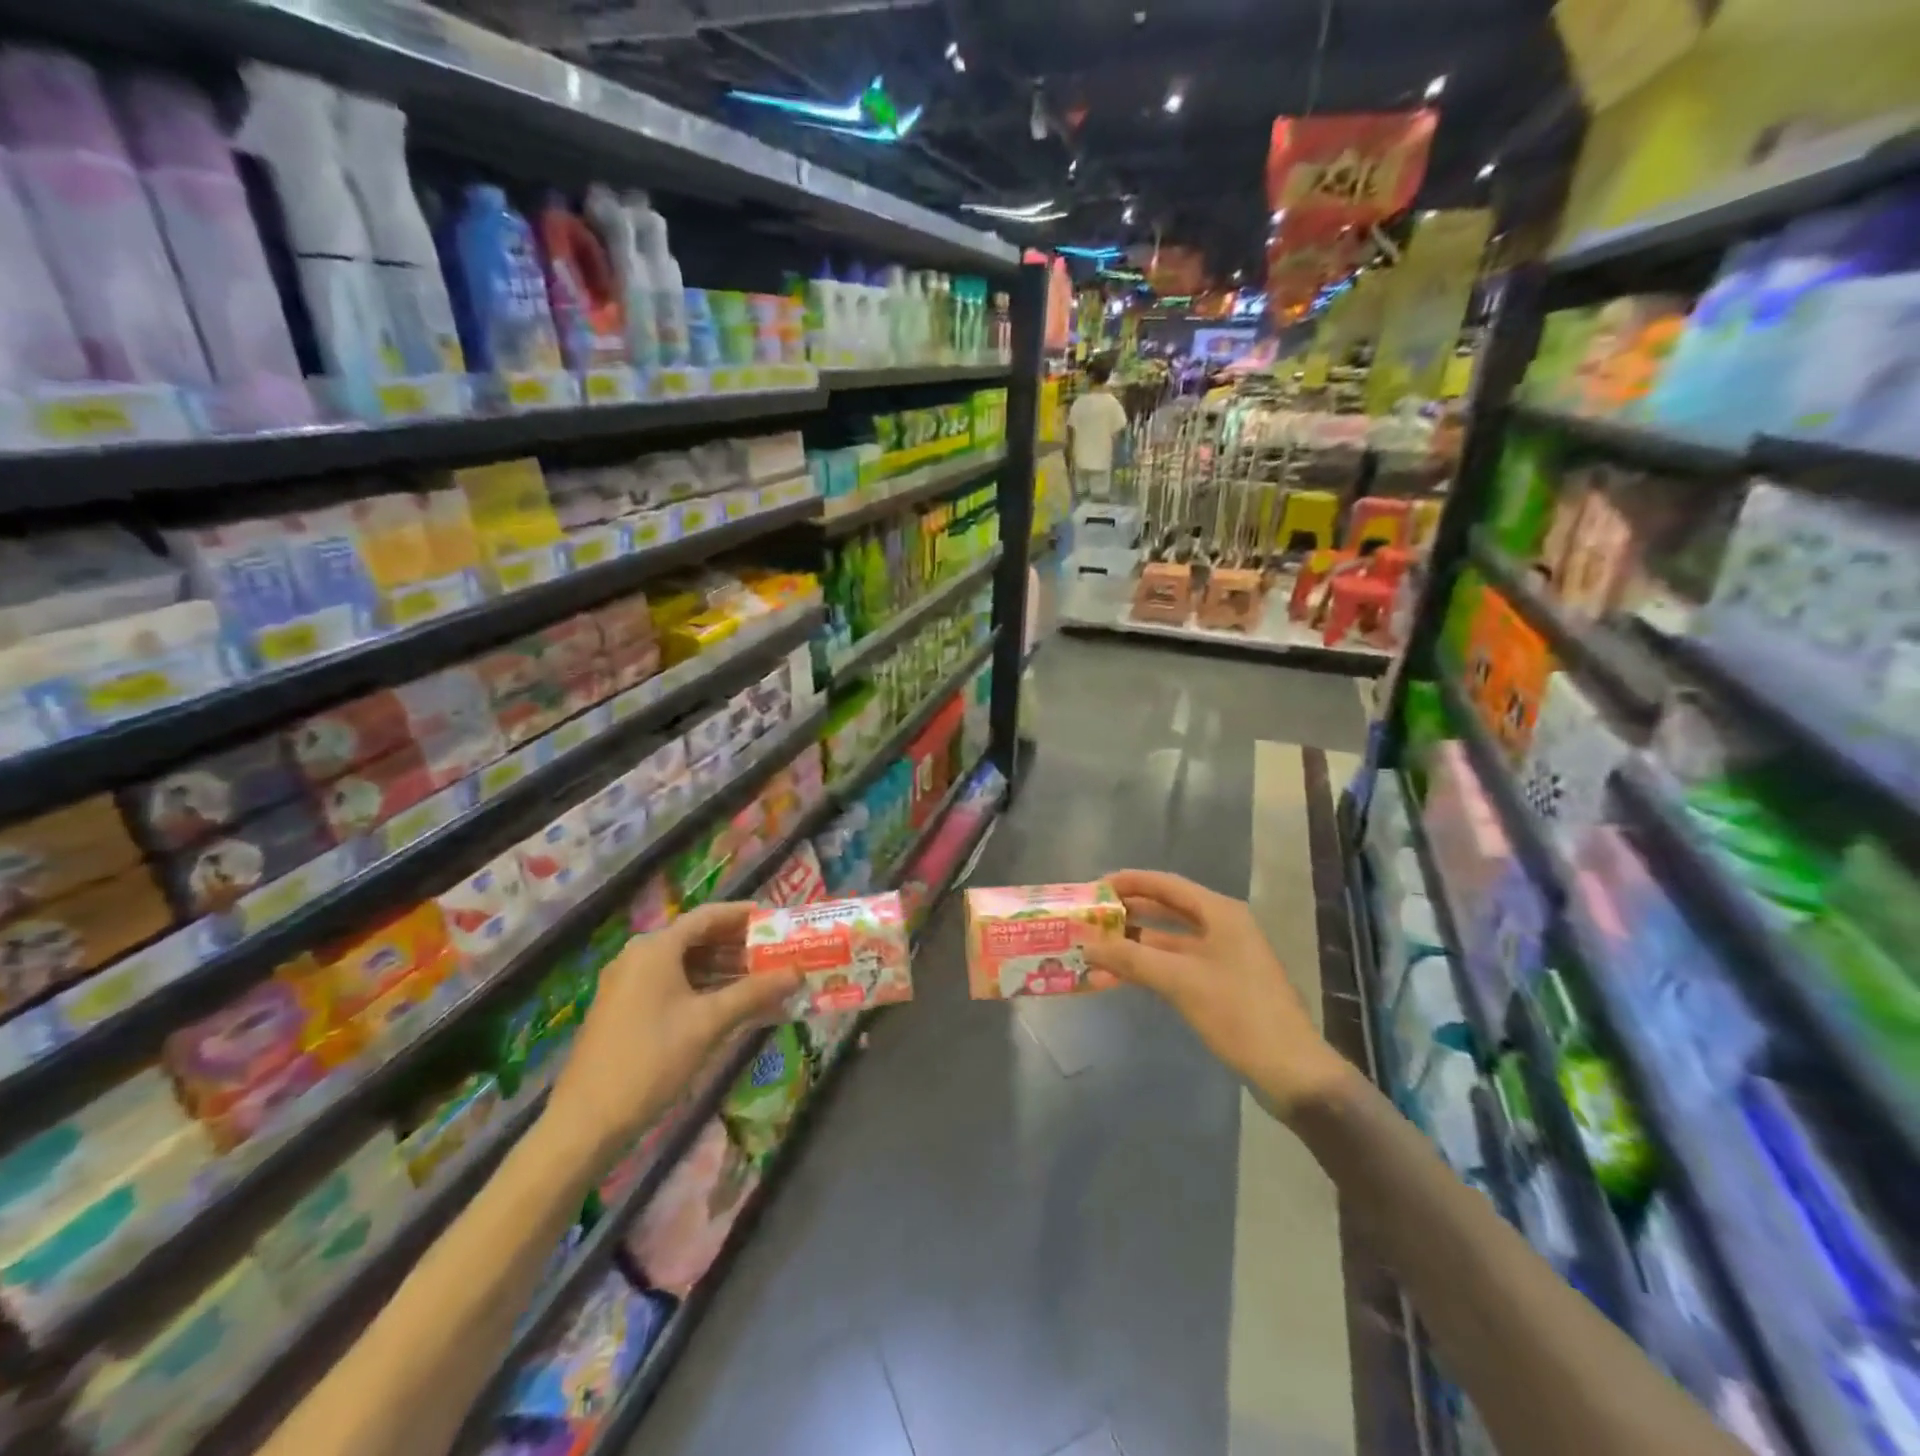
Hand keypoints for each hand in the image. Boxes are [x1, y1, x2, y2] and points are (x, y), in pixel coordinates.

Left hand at [543, 903, 798, 1169]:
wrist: (585, 1123)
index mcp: (656, 948)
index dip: (744, 915)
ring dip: (723, 970)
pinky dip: (702, 989)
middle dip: (738, 946)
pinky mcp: (624, 1009)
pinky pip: (671, 985)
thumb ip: (754, 993)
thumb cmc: (651, 1061)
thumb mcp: (709, 1023)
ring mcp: (628, 984)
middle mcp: (639, 956)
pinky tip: (729, 1006)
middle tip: (776, 954)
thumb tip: (798, 973)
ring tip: (762, 981)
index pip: (708, 916)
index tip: (776, 920)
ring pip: (685, 964)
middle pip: (697, 938)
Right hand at [1084, 870, 1350, 1118]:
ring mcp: (1223, 957)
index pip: (1166, 885)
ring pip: (1168, 940)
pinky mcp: (1220, 984)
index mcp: (1220, 913)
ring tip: (1096, 947)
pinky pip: (1175, 964)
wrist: (1290, 1070)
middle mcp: (1222, 927)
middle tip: (1091, 917)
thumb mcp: (1180, 981)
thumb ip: (1130, 958)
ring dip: (1134, 944)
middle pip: (1167, 909)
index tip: (1095, 887)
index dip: (1129, 882)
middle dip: (1128, 913)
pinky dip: (1148, 966)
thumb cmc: (1238, 1013)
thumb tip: (1086, 944)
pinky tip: (1121, 975)